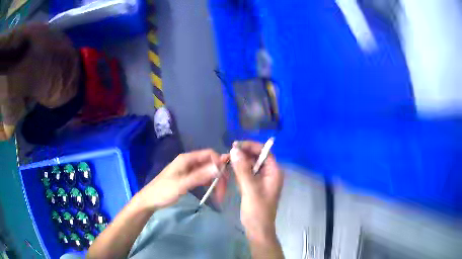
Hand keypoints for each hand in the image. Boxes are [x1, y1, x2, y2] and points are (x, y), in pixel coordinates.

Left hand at [137, 149, 226, 210]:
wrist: (150, 200)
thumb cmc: (164, 191)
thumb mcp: (182, 184)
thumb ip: (199, 176)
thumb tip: (219, 167)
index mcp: (186, 159)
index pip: (209, 154)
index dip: (219, 162)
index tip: (226, 176)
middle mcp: (189, 162)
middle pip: (210, 163)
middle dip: (218, 174)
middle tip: (223, 190)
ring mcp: (188, 170)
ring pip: (207, 171)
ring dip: (215, 180)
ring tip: (219, 193)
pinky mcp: (188, 178)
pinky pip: (202, 177)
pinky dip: (209, 183)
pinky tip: (213, 192)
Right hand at [230, 141, 283, 239]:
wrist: (257, 229)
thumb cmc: (257, 210)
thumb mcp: (250, 189)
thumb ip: (243, 169)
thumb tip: (234, 150)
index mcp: (274, 172)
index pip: (264, 152)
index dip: (251, 146)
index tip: (235, 145)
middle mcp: (269, 173)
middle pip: (257, 157)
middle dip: (243, 154)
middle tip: (227, 154)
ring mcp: (262, 180)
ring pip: (251, 165)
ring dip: (239, 162)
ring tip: (226, 160)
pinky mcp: (254, 186)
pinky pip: (247, 173)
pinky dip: (239, 170)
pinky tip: (230, 169)